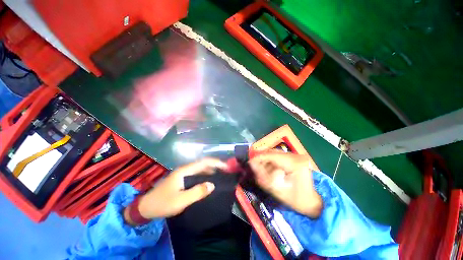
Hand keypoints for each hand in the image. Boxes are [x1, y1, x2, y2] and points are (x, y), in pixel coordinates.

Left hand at [124, 158, 227, 224]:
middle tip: (227, 172)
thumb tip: (212, 185)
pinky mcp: (183, 179)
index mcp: (185, 170)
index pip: (204, 162)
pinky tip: (210, 182)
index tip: (227, 167)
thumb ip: (197, 192)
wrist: (145, 207)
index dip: (216, 163)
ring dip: (211, 171)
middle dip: (216, 166)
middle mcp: (185, 169)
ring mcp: (184, 174)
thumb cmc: (162, 203)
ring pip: (201, 169)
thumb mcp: (181, 200)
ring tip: (221, 175)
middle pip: (203, 164)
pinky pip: (197, 175)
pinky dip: (206, 176)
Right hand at [249, 151, 322, 217]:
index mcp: (294, 163)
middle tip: (255, 167)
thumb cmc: (296, 200)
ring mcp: (297, 155)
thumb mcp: (277, 190)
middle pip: (272, 152)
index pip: (271, 155)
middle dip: (262, 159)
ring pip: (275, 153)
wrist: (312, 202)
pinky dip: (272, 161)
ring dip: (267, 160)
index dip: (258, 158)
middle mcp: (296, 155)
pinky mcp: (295, 157)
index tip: (250, 163)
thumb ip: (263, 176)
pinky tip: (270, 168)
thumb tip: (252, 164)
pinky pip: (279, 156)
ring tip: (262, 169)